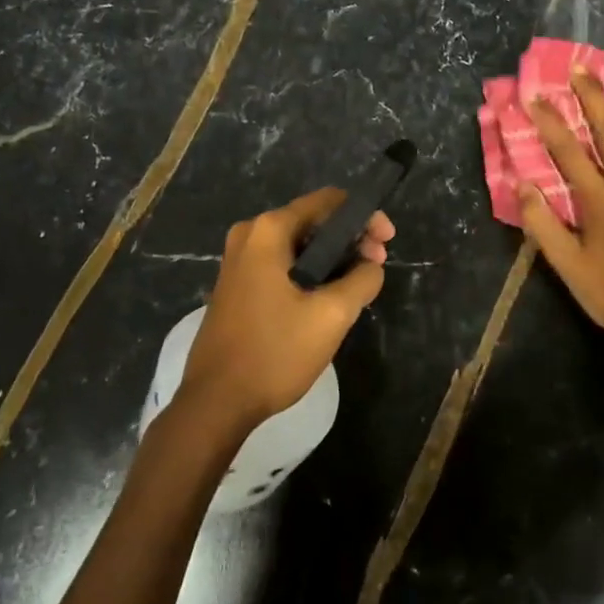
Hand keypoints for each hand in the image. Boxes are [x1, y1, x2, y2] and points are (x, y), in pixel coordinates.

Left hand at [176, 188, 394, 434]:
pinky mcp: (237, 284)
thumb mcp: (331, 315)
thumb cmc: (275, 352)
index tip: (387, 241)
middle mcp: (250, 235)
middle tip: (378, 264)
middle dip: (350, 238)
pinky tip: (330, 295)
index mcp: (269, 231)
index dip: (364, 216)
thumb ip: (362, 280)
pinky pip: (283, 263)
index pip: (328, 202)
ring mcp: (239, 260)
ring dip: (332, 257)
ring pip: (299, 244)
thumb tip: (371, 266)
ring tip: (360, 283)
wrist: (216, 402)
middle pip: (312, 220)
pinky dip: (310, 271)